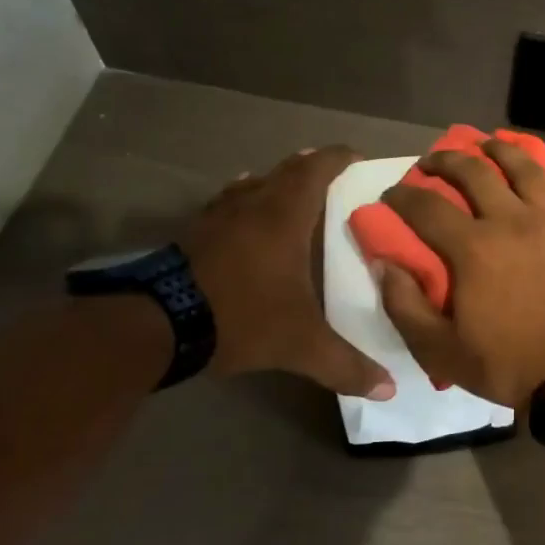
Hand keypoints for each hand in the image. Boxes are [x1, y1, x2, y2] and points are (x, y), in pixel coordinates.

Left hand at [182, 147, 393, 395]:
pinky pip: (225, 205)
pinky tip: (241, 217)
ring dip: (274, 183)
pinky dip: (243, 203)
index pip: (316, 170)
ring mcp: (217, 218)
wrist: (154, 325)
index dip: (338, 158)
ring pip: (252, 185)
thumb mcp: (300, 345)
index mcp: (284, 217)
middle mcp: (252, 206)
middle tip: (332, 173)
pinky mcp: (191, 235)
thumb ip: (345, 365)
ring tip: (290, 190)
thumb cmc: (241, 317)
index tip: (357, 156)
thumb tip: (389, 388)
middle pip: (285, 171)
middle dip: (310, 167)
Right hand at [378, 140, 544, 407]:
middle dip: (446, 159)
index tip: (391, 194)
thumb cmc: (509, 364)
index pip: (426, 207)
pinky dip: (539, 181)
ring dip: (499, 150)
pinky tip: (533, 183)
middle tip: (431, 161)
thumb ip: (405, 305)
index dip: (402, 196)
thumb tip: (384, 264)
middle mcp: (512, 221)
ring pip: (523, 168)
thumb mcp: (441, 351)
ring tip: (486, 144)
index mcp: (474, 247)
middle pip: (475, 171)